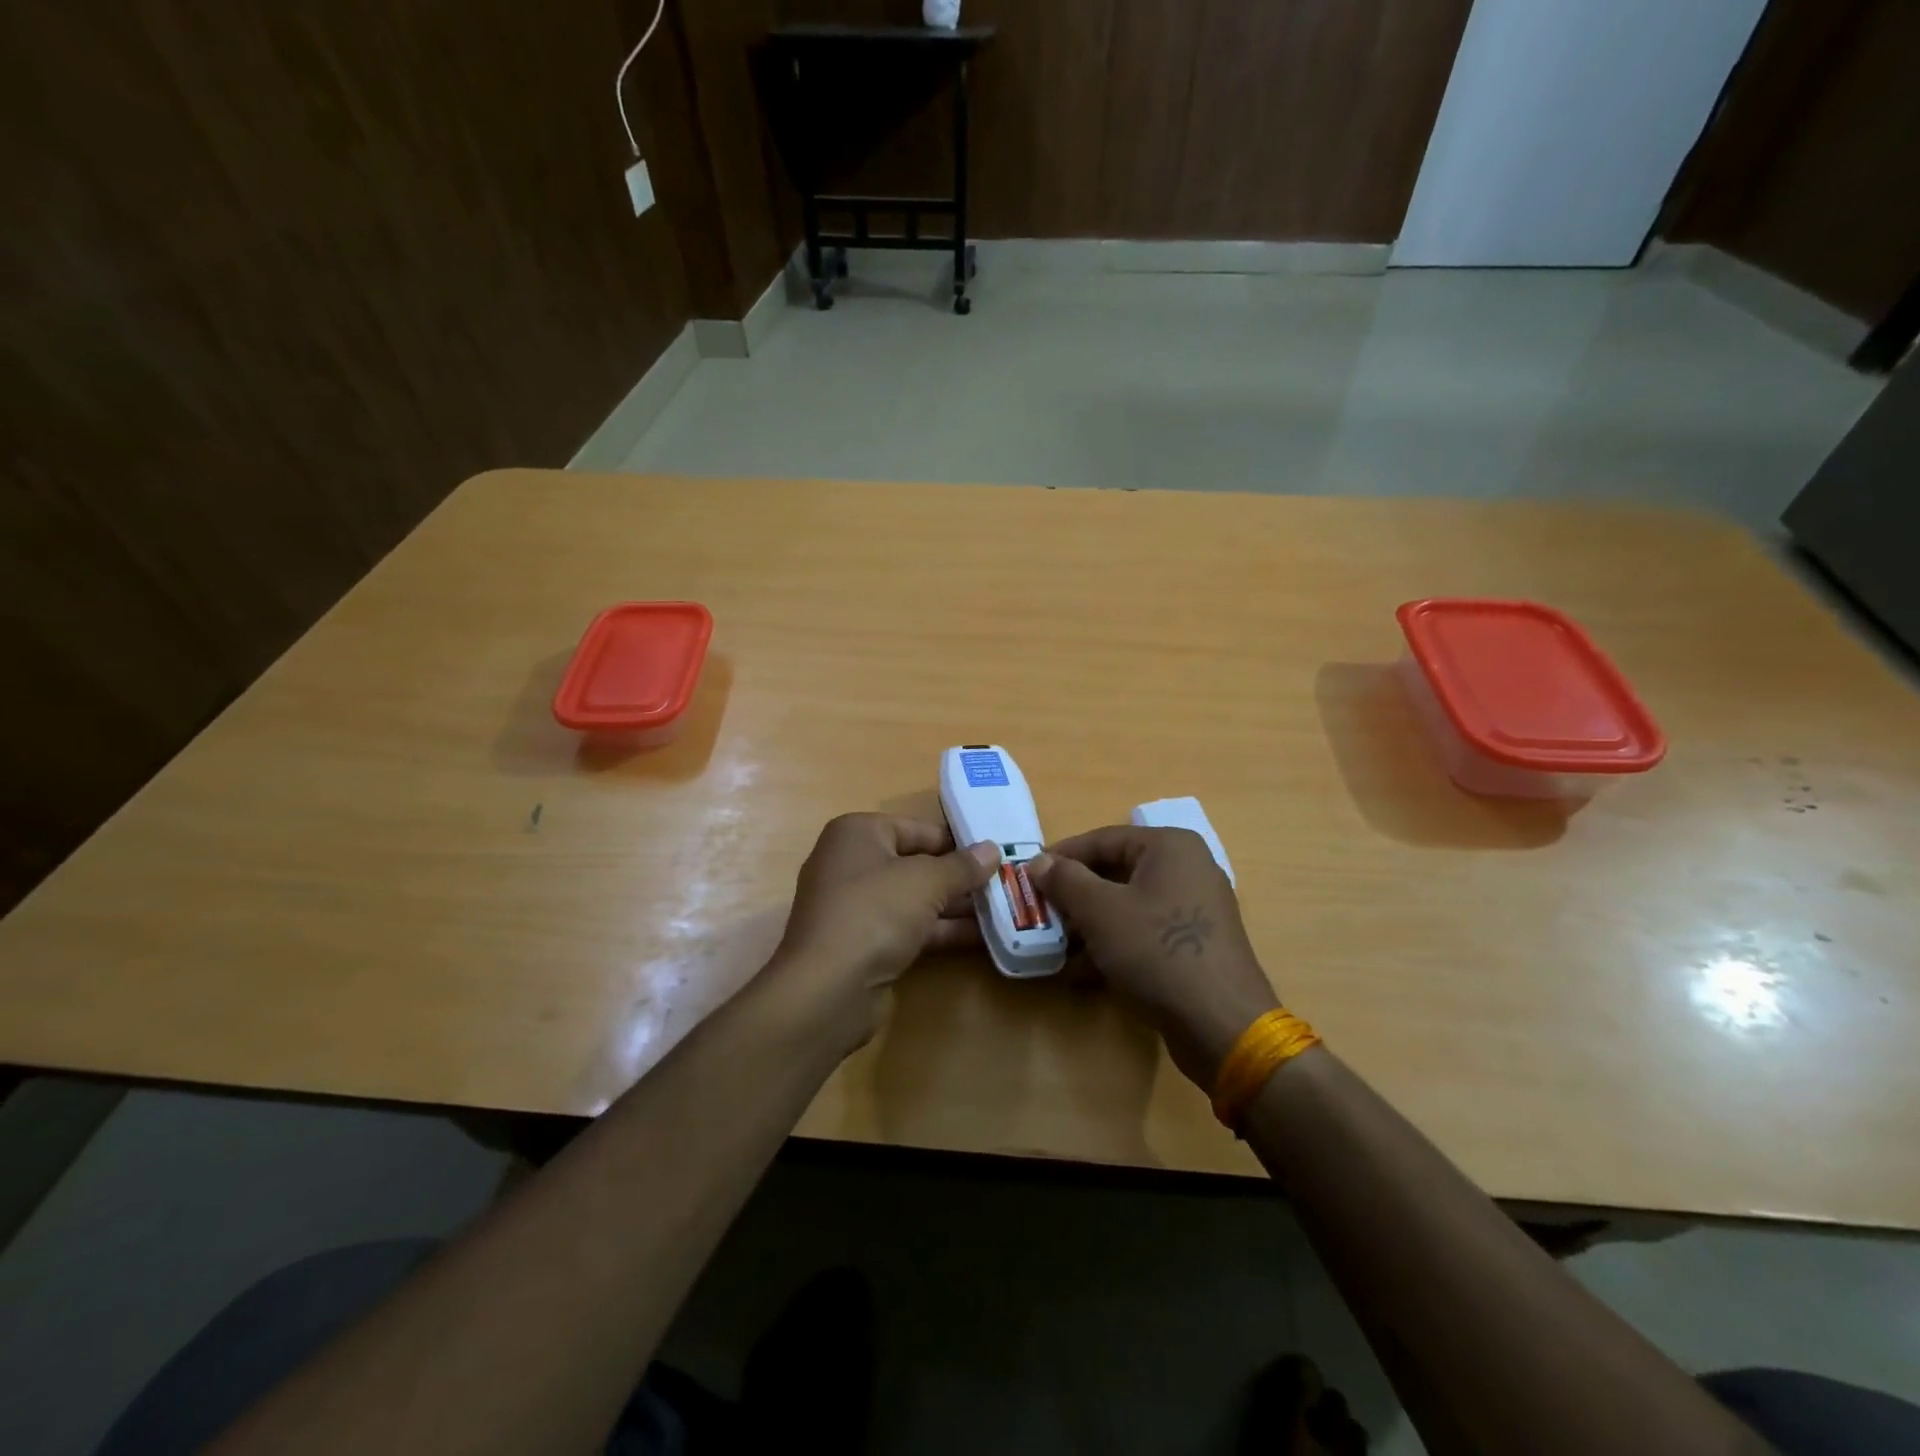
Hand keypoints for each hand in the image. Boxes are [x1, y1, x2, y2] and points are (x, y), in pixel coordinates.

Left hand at [775, 813, 1000, 1050]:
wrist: (828, 989)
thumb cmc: (874, 912)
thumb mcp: (927, 881)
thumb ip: (962, 866)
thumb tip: (992, 849)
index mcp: (857, 833)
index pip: (916, 828)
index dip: (956, 840)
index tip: (995, 852)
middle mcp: (852, 864)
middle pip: (916, 863)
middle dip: (958, 875)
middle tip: (1004, 881)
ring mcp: (856, 907)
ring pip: (914, 899)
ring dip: (955, 905)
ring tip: (1001, 908)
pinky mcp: (864, 944)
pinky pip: (909, 927)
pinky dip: (940, 930)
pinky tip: (980, 936)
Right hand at [1028, 826, 1278, 1088]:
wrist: (1222, 1025)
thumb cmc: (1158, 952)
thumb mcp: (1101, 911)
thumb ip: (1065, 880)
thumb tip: (1039, 861)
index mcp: (1170, 846)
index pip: (1102, 839)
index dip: (1061, 857)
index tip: (1028, 877)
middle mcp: (1188, 867)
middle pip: (1116, 870)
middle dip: (1075, 894)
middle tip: (1041, 912)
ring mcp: (1195, 907)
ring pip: (1128, 903)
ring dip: (1090, 922)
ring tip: (1057, 944)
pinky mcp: (1196, 943)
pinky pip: (1145, 930)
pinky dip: (1115, 942)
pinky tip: (1085, 969)